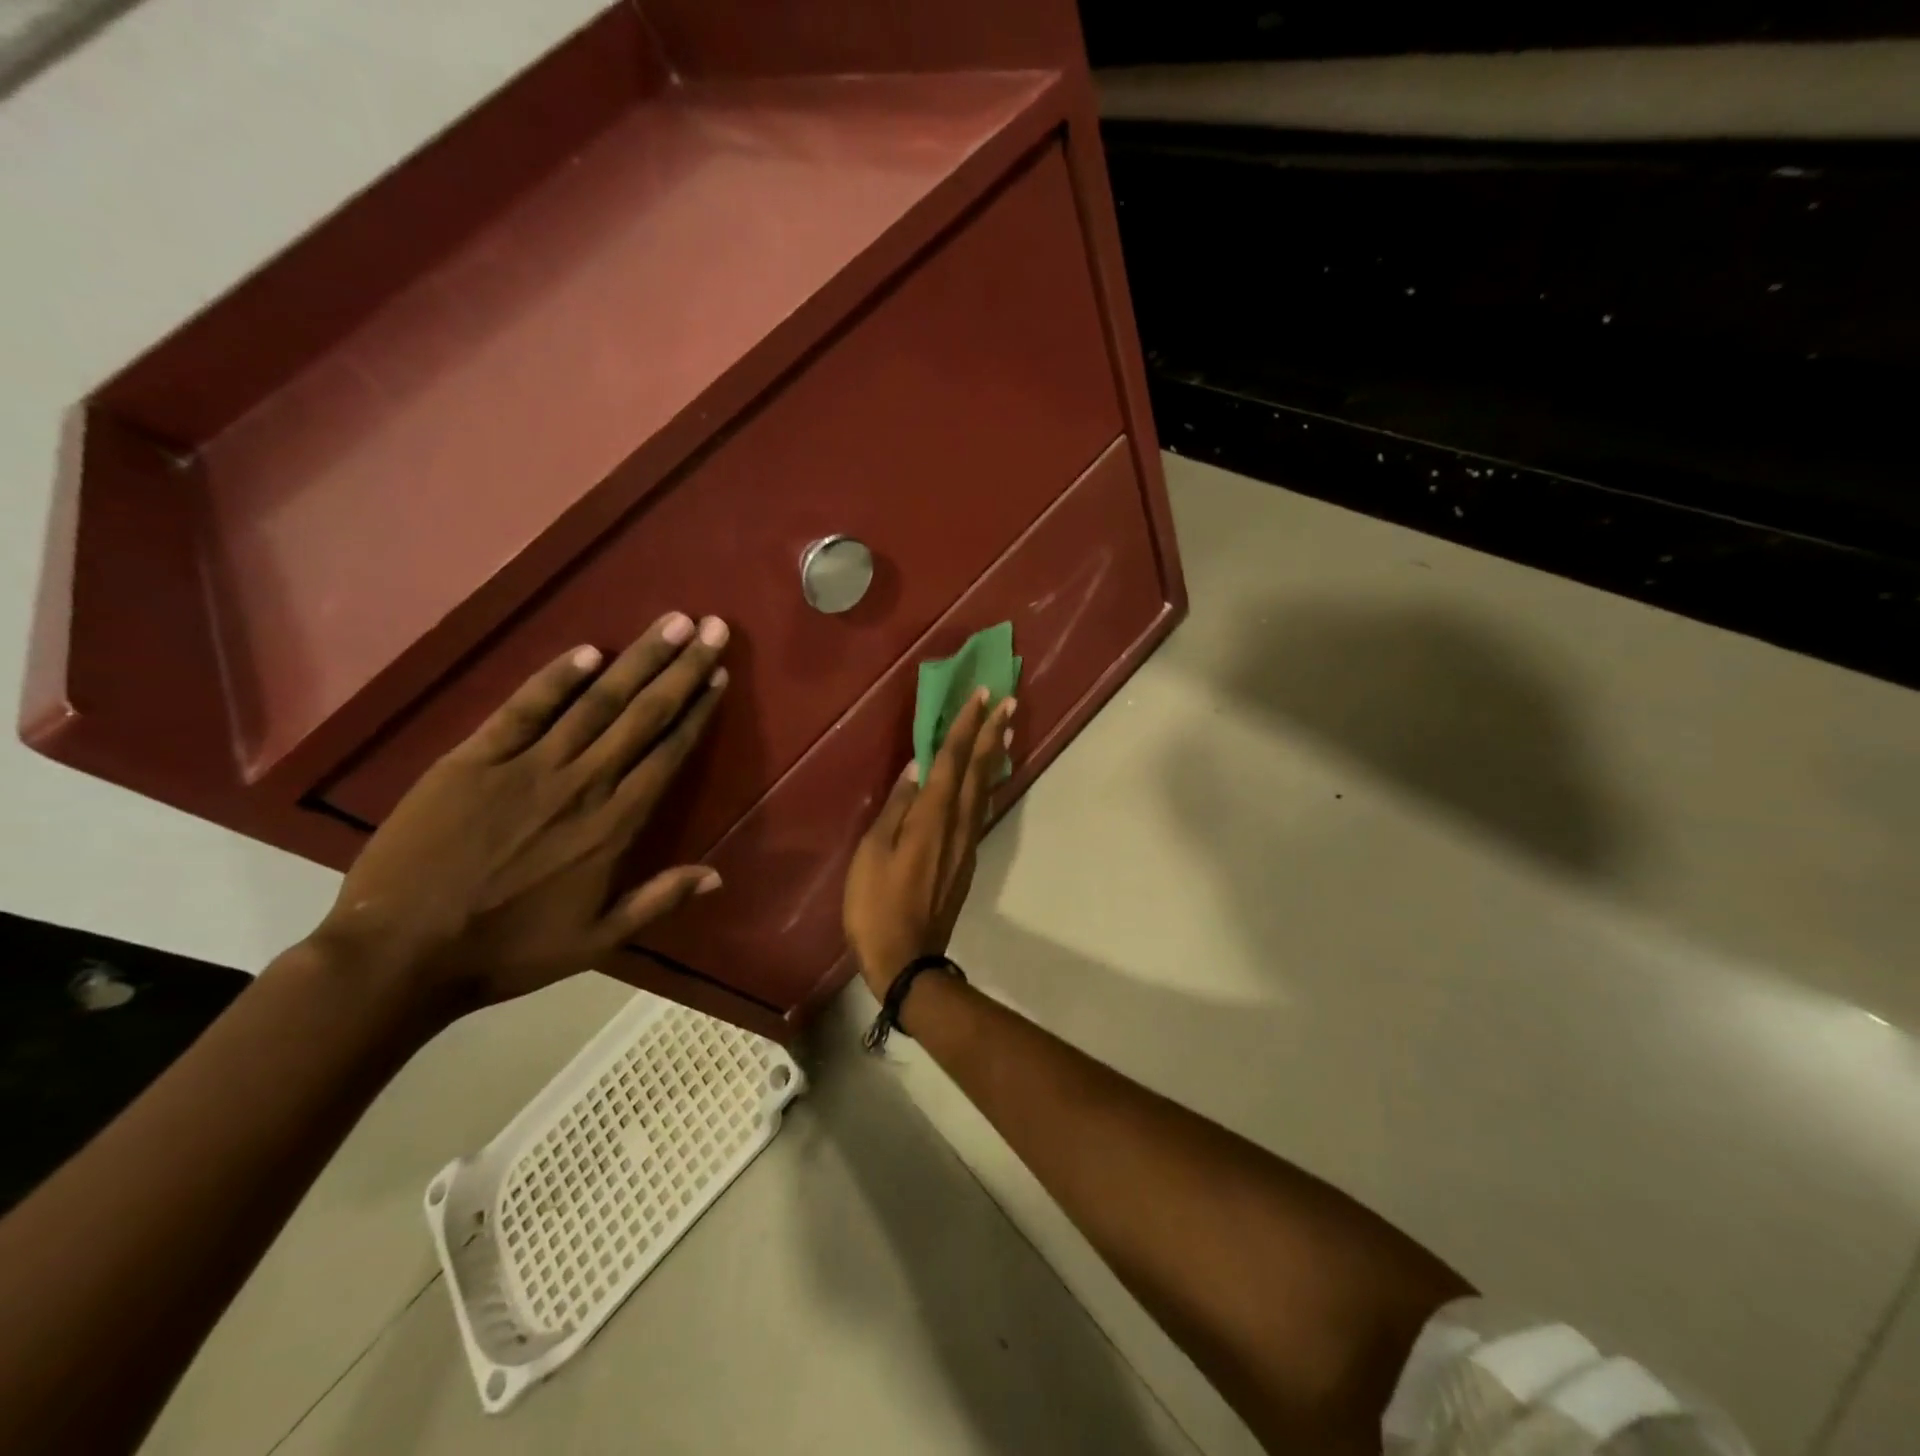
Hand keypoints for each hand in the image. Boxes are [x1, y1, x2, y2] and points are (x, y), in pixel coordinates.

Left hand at [311, 612, 730, 1012]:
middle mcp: (582, 784)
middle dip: (681, 668)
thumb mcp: (597, 940)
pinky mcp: (473, 760)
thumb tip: (719, 874)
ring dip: (637, 660)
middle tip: (712, 628)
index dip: (697, 711)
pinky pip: (523, 709)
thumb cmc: (507, 951)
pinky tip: (588, 651)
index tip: (718, 674)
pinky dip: (556, 678)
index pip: (668, 753)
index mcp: (615, 826)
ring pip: (596, 702)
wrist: (400, 955)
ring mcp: (527, 767)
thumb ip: (659, 900)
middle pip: (643, 715)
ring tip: (671, 623)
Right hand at [843, 687, 1015, 998]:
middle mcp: (956, 824)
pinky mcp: (966, 860)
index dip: (966, 727)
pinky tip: (986, 779)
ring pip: (984, 790)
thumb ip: (895, 807)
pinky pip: (979, 810)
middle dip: (992, 733)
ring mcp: (965, 844)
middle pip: (978, 771)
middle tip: (1007, 702)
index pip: (952, 761)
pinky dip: (986, 785)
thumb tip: (916, 768)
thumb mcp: (872, 853)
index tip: (982, 696)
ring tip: (1006, 730)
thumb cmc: (876, 905)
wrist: (907, 960)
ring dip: (995, 757)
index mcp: (931, 817)